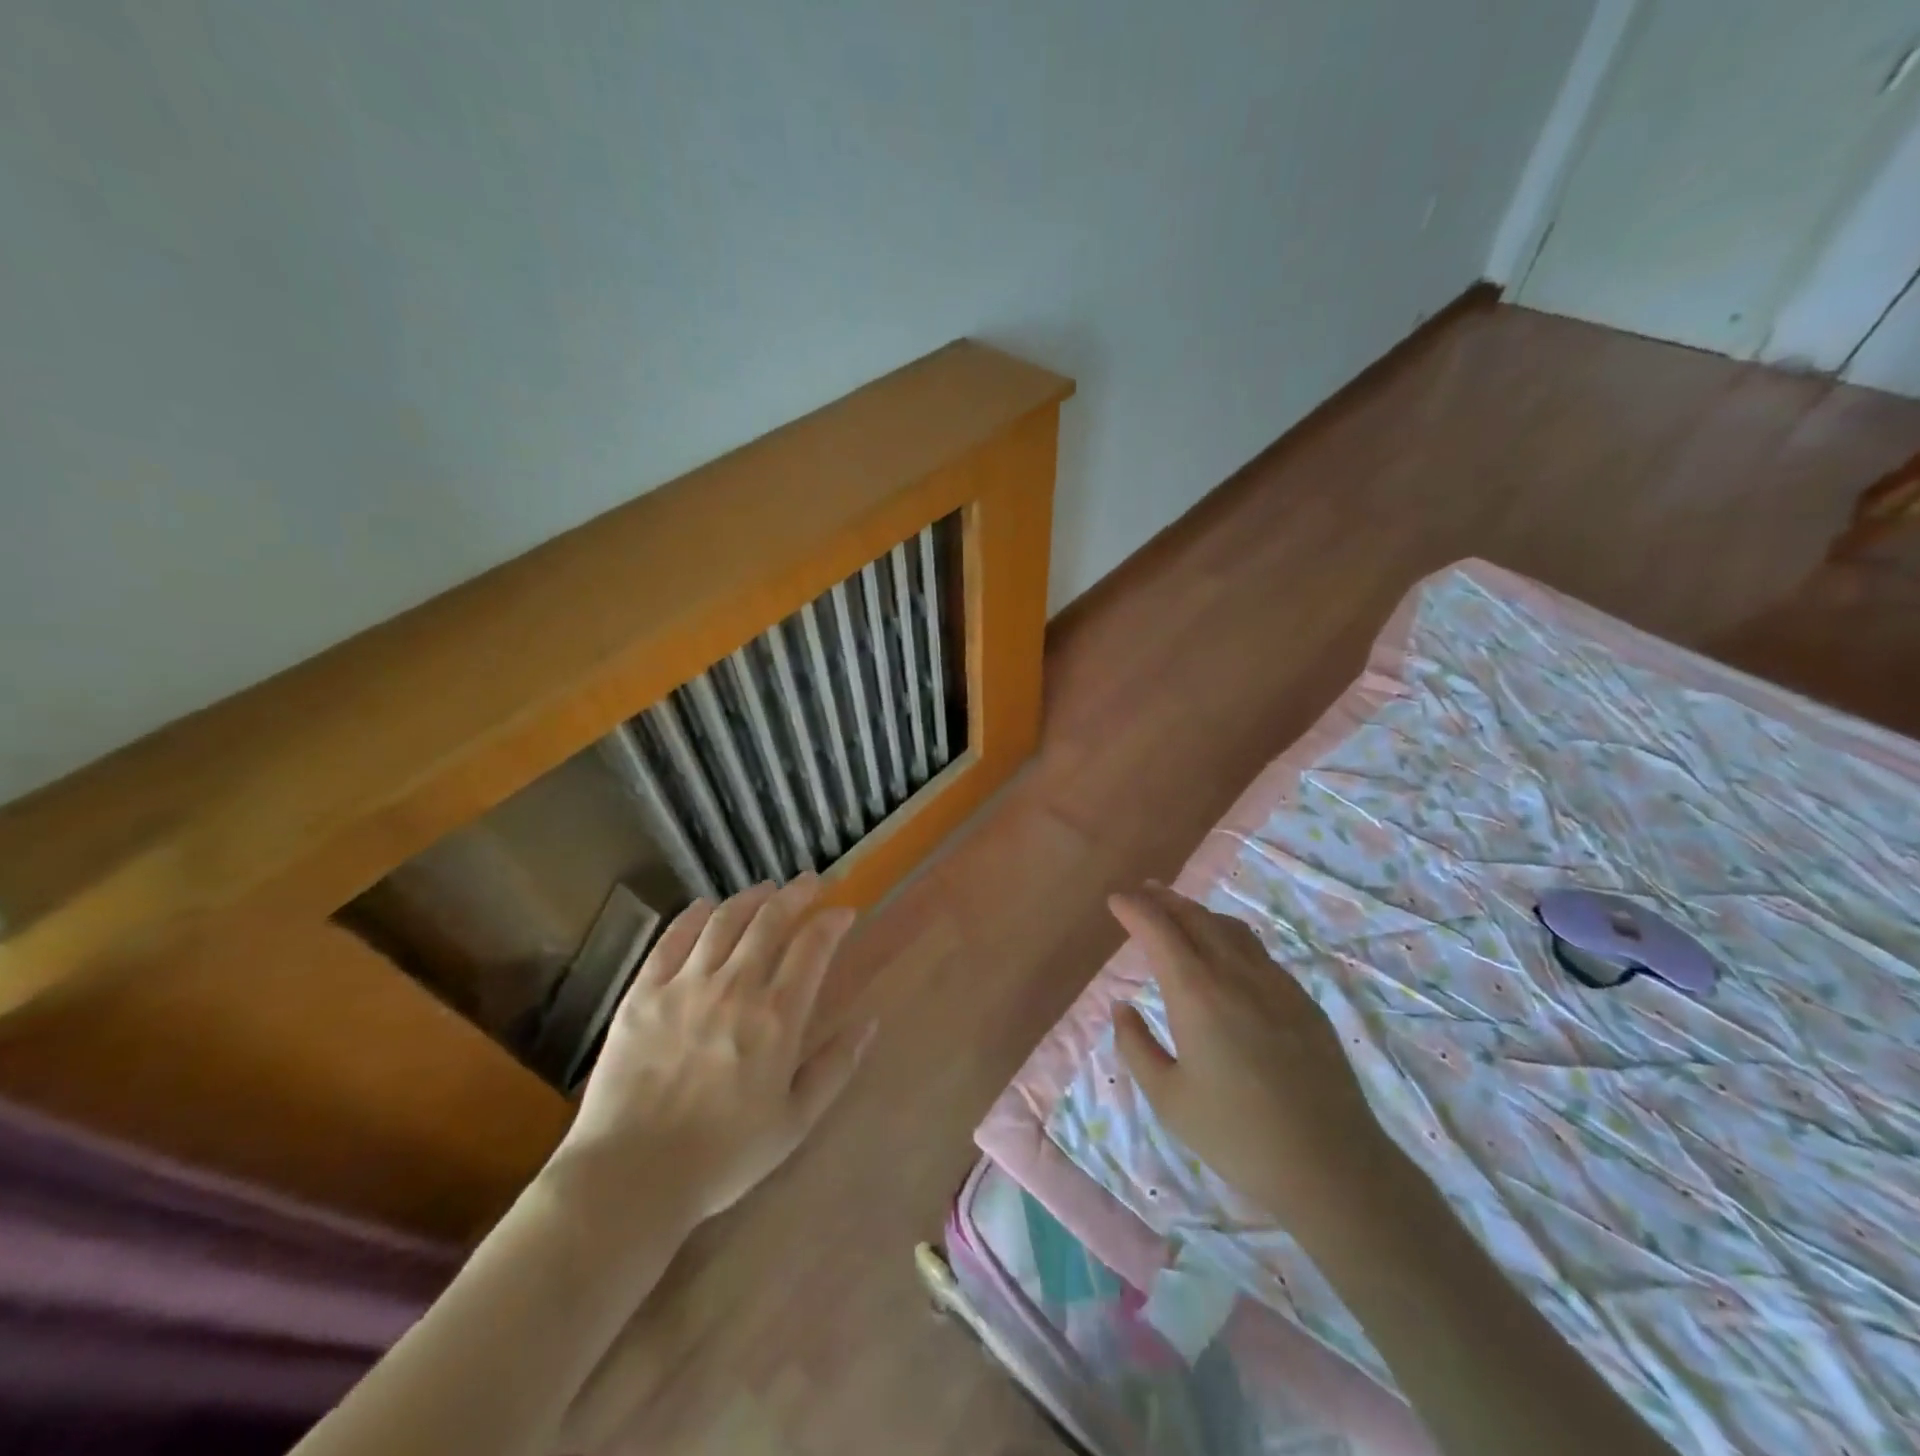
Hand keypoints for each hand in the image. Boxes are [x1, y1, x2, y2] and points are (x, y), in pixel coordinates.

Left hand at [557, 875, 874, 1225]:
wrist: (630, 1177)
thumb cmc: (723, 1156)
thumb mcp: (795, 1122)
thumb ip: (836, 1068)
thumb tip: (870, 1023)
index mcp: (777, 1018)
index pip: (812, 946)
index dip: (832, 921)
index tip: (843, 911)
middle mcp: (735, 987)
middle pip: (771, 919)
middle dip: (797, 893)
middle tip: (811, 881)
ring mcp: (685, 985)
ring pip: (724, 920)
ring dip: (751, 897)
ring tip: (766, 889)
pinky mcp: (643, 992)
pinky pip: (673, 938)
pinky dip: (694, 915)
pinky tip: (706, 907)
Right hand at [1109, 883, 1392, 1226]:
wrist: (1331, 1166)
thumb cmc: (1236, 1135)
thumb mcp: (1168, 1098)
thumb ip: (1136, 1046)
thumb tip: (1122, 1007)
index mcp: (1195, 993)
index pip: (1158, 930)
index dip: (1133, 909)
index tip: (1115, 900)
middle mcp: (1234, 974)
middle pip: (1195, 917)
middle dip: (1164, 899)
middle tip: (1142, 893)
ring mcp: (1275, 983)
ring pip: (1230, 928)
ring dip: (1198, 913)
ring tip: (1180, 913)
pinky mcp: (1302, 1001)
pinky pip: (1258, 951)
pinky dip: (1230, 936)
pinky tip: (1227, 953)